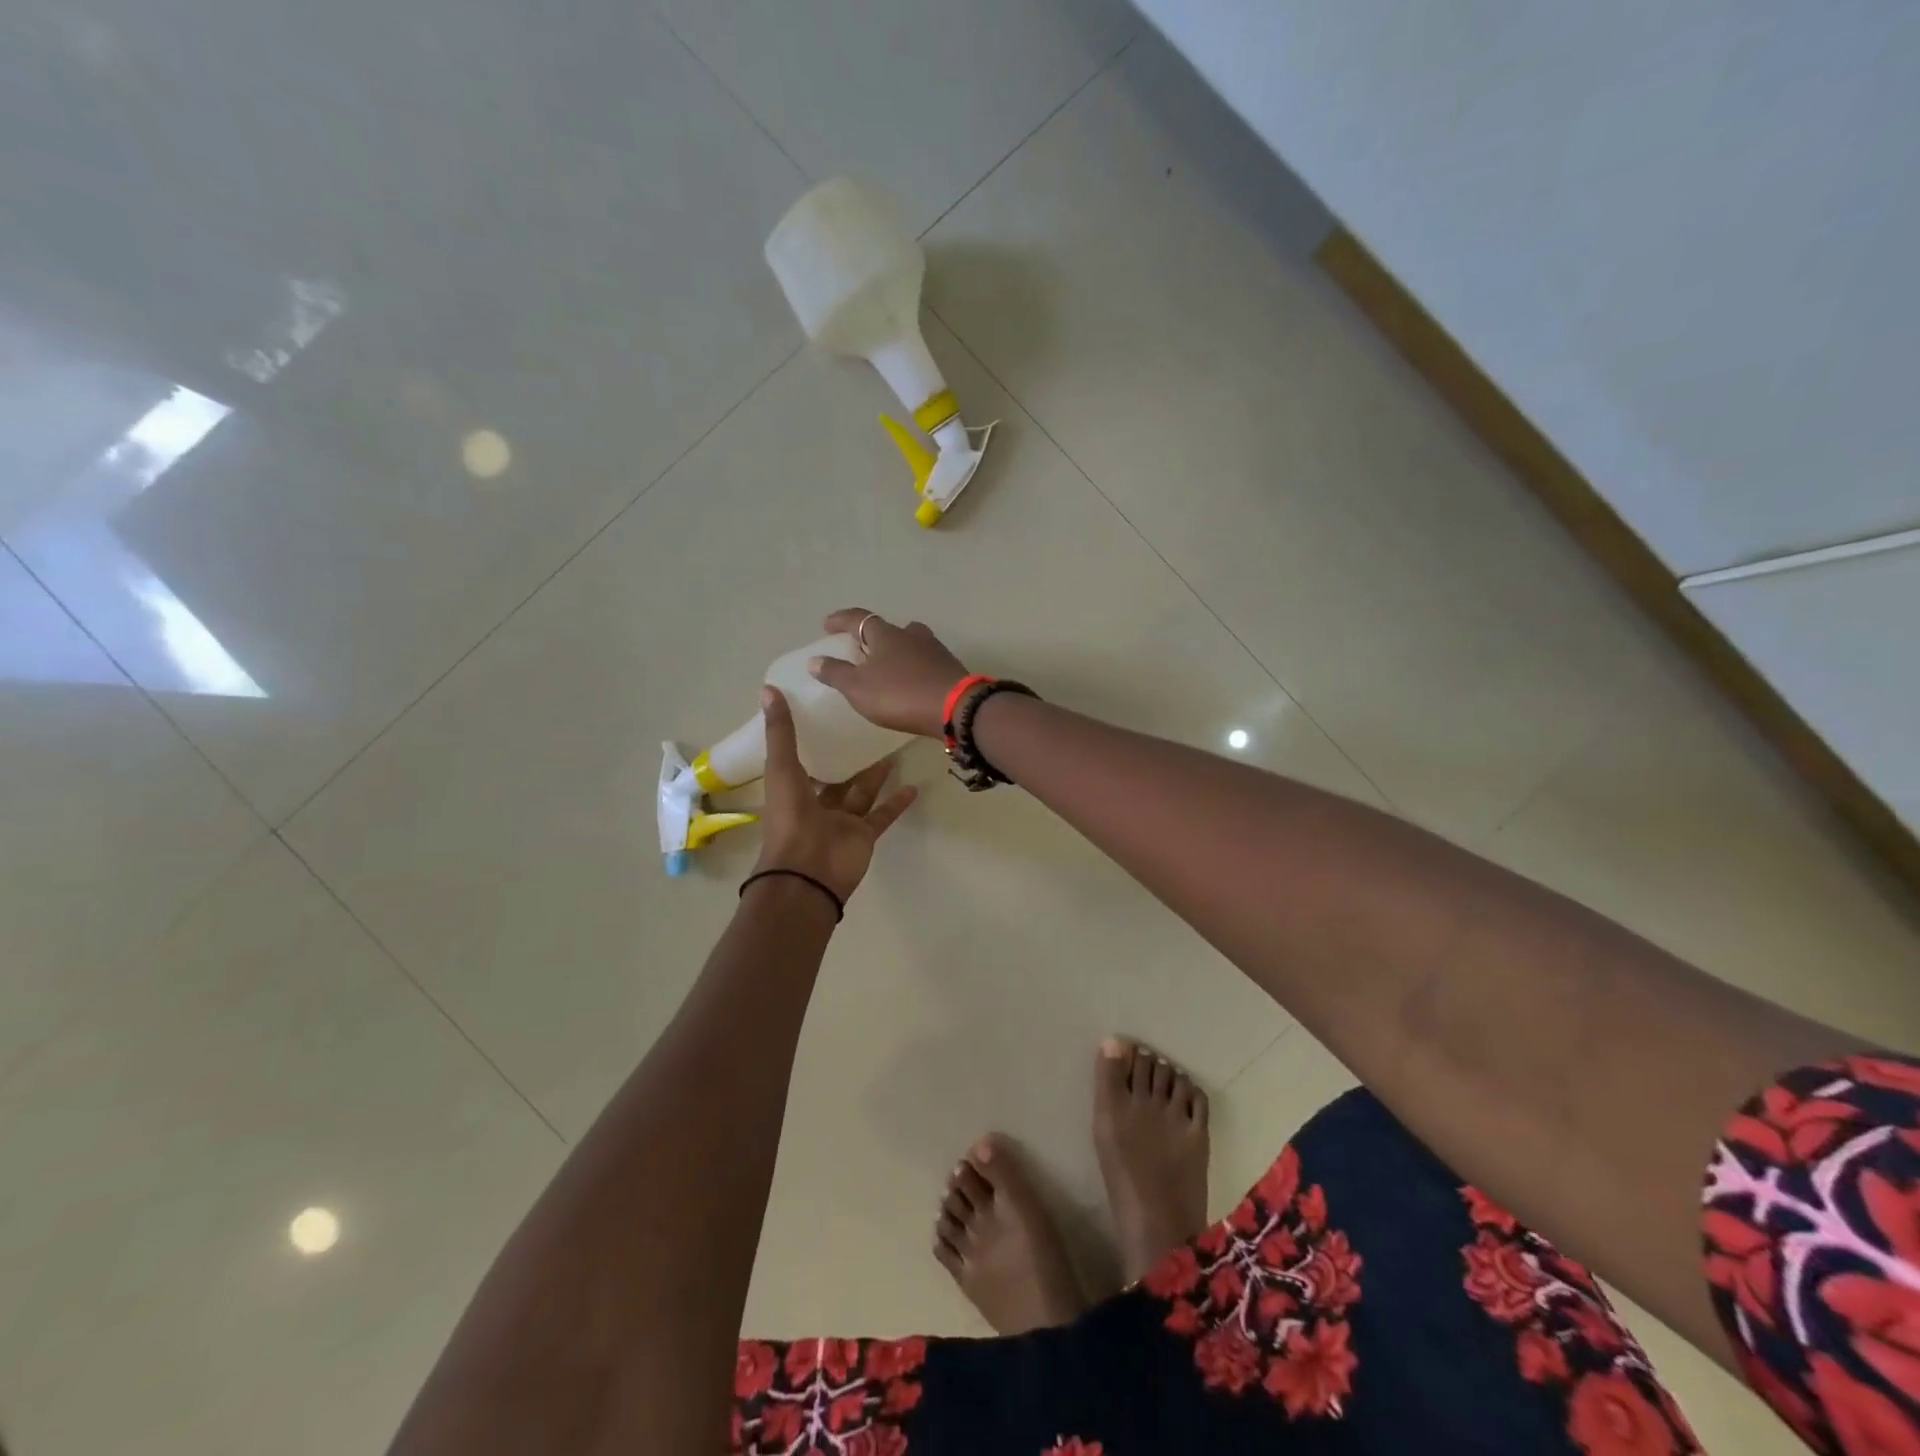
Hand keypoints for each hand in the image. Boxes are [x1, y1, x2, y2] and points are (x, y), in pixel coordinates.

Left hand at [753, 685, 917, 904]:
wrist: (807, 872)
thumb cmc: (790, 818)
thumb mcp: (782, 767)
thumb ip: (780, 732)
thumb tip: (768, 689)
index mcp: (792, 790)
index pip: (802, 761)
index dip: (812, 741)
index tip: (828, 716)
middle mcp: (817, 805)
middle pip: (836, 778)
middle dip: (849, 758)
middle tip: (868, 730)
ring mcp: (842, 822)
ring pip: (862, 793)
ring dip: (876, 775)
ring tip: (893, 750)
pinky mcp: (865, 835)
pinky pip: (882, 815)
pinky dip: (897, 803)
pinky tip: (913, 786)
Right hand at [808, 608, 970, 738]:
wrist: (955, 708)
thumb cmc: (900, 694)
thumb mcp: (859, 687)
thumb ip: (836, 673)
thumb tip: (815, 660)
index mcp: (886, 634)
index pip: (858, 619)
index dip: (841, 620)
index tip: (827, 625)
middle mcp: (911, 635)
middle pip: (888, 629)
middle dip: (872, 637)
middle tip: (860, 650)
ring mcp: (934, 650)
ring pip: (910, 644)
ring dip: (896, 652)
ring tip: (886, 667)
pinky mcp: (949, 669)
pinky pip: (925, 663)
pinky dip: (913, 668)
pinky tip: (910, 683)